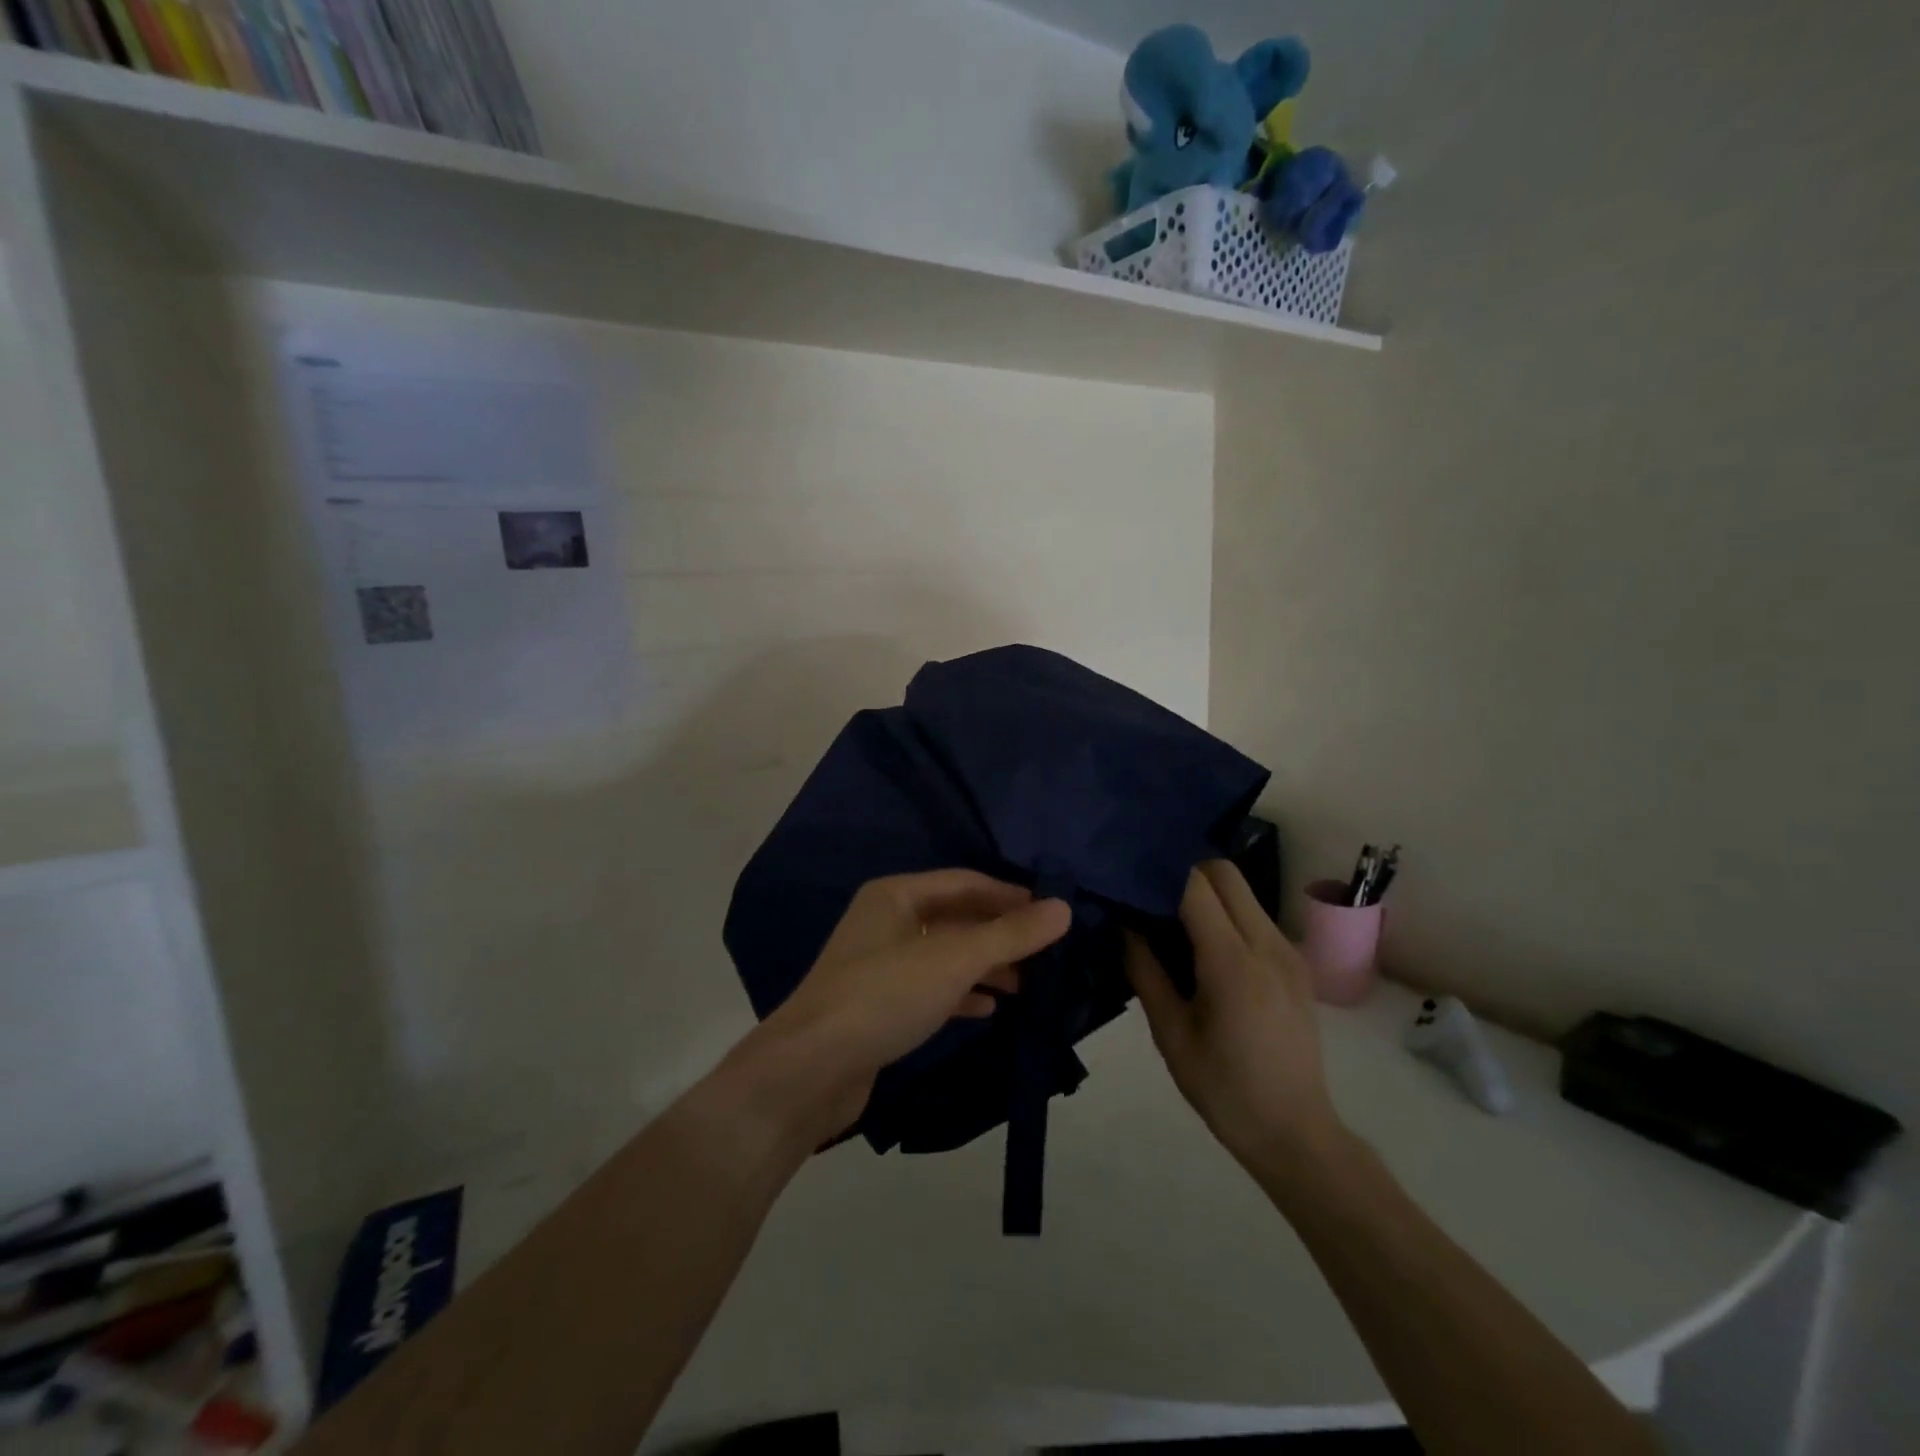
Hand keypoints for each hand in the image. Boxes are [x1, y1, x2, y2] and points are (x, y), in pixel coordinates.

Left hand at [741, 871, 1070, 1148]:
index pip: (965, 882)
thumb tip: (1063, 908)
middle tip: (1048, 952)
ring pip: (946, 955)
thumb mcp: (953, 960)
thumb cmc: (885, 996)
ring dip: (986, 966)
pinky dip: (962, 994)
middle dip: (1000, 933)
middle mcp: (886, 922)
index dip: (1010, 895)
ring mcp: (881, 965)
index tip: (1052, 914)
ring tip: (1029, 983)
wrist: (811, 1070)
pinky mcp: (881, 1006)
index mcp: (896, 895)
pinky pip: (932, 989)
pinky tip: (990, 1009)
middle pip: (956, 918)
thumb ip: (1010, 935)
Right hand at [1127, 861, 1345, 1181]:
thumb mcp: (1171, 1034)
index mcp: (1233, 963)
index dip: (1160, 873)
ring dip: (1206, 893)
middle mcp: (1267, 944)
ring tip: (1173, 923)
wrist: (1296, 1133)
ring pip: (1242, 890)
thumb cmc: (1224, 1090)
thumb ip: (1145, 971)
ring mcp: (1288, 951)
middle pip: (1224, 872)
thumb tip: (1124, 924)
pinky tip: (1204, 949)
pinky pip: (1254, 915)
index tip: (1129, 880)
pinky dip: (1226, 914)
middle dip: (1184, 872)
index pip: (1195, 886)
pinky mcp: (1296, 962)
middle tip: (1150, 899)